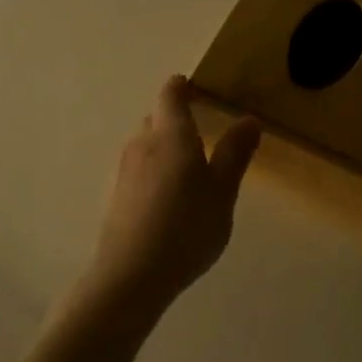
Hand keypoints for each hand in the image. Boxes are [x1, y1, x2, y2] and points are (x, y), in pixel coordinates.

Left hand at [86, 76, 259, 310]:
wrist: (132, 274)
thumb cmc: (187, 227)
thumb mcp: (222, 192)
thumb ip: (235, 154)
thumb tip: (248, 119)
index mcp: (171, 135)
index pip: (170, 95)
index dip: (182, 87)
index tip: (194, 88)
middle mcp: (141, 144)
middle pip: (154, 118)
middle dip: (174, 119)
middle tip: (200, 133)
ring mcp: (122, 170)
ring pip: (143, 145)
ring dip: (162, 147)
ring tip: (185, 169)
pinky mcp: (113, 195)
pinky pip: (136, 170)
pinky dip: (151, 172)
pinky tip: (165, 199)